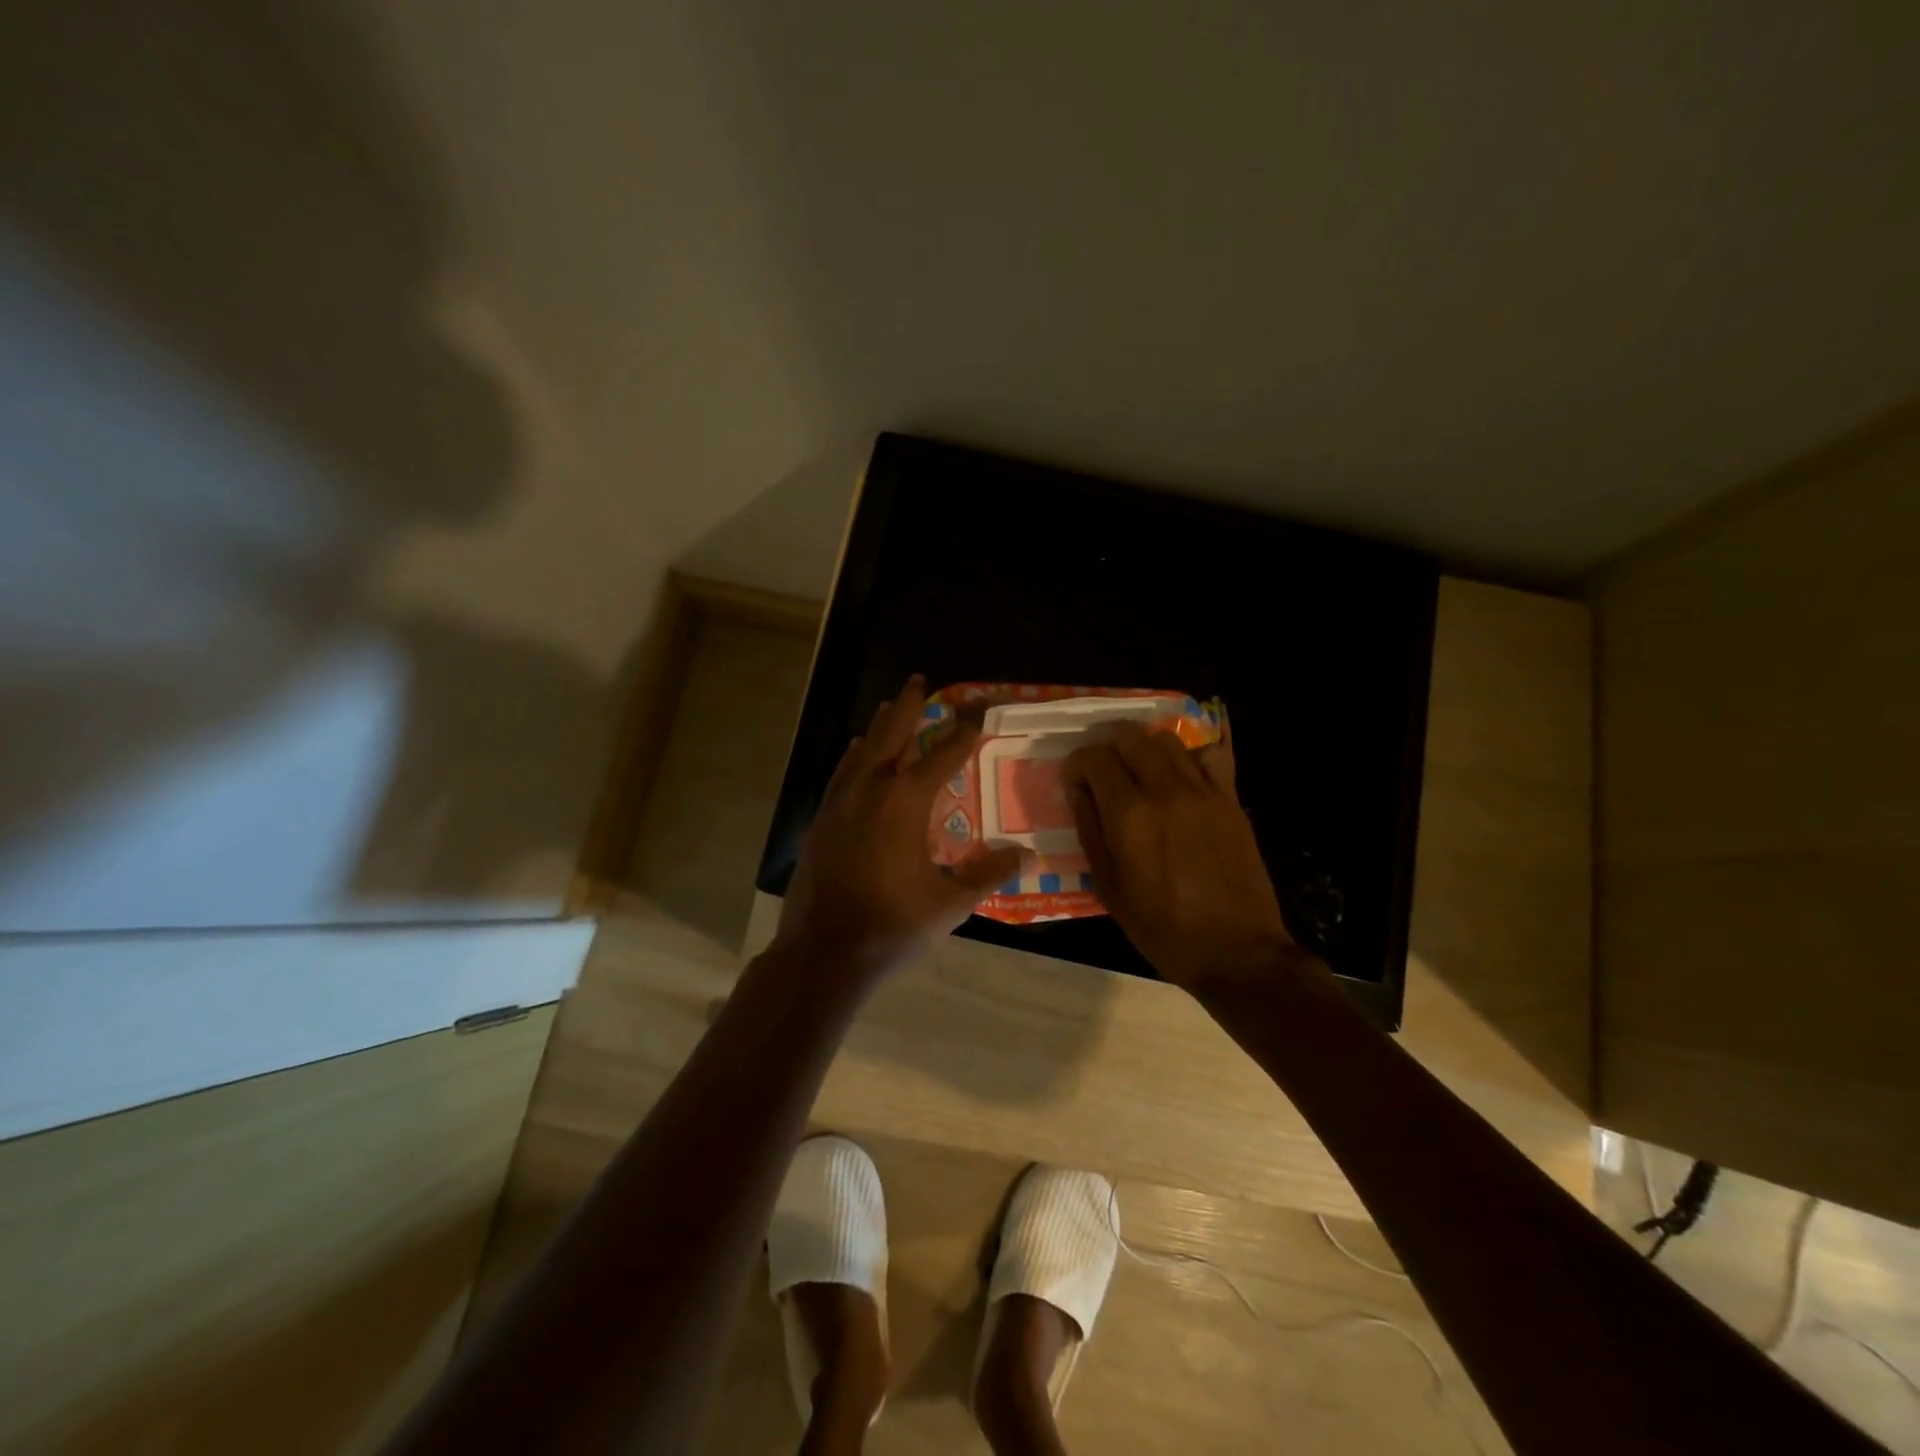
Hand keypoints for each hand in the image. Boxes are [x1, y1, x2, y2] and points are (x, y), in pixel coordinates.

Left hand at [775, 677, 1026, 980]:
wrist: (824, 952)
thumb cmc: (893, 924)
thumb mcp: (951, 902)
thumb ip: (989, 873)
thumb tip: (1026, 854)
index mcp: (906, 802)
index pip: (943, 754)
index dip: (963, 730)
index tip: (977, 708)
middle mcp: (871, 790)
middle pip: (892, 735)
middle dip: (909, 706)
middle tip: (919, 681)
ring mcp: (839, 804)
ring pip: (862, 751)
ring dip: (879, 727)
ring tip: (889, 708)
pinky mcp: (819, 822)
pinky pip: (841, 776)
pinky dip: (853, 758)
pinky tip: (855, 755)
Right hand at [1062, 719, 1296, 994]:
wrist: (1236, 951)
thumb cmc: (1161, 927)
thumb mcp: (1108, 886)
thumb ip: (1089, 829)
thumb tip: (1077, 789)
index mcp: (1130, 815)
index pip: (1094, 758)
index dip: (1077, 763)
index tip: (1074, 781)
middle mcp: (1165, 790)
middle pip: (1130, 736)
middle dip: (1107, 743)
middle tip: (1101, 766)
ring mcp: (1204, 791)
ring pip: (1168, 739)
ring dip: (1144, 745)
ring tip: (1137, 768)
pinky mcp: (1231, 800)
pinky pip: (1210, 755)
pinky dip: (1188, 755)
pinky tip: (1180, 775)